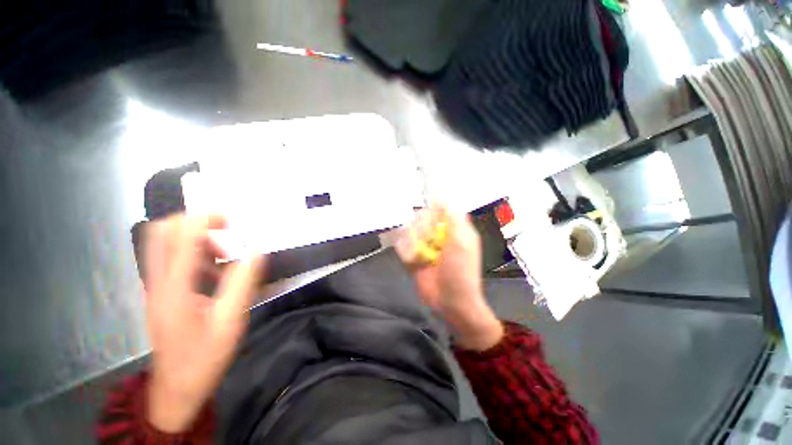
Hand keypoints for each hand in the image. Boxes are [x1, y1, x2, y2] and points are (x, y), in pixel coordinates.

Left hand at [144, 214, 264, 432]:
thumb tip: (256, 251)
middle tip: (223, 229)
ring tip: (223, 252)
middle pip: (160, 233)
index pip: (180, 238)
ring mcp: (156, 287)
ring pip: (164, 244)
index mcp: (174, 288)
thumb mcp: (231, 321)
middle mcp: (158, 282)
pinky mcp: (160, 293)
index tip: (230, 218)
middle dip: (192, 222)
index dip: (203, 220)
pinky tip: (214, 270)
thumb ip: (243, 283)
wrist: (176, 388)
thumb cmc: (204, 356)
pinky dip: (193, 253)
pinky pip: (170, 259)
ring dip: (194, 238)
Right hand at [396, 206, 503, 350]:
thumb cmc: (461, 272)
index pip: (441, 207)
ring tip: (420, 255)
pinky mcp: (415, 256)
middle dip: (422, 228)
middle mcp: (439, 234)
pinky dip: (406, 251)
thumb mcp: (462, 242)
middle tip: (427, 240)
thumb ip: (454, 218)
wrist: (450, 302)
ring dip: (413, 241)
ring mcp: (426, 245)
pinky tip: (413, 261)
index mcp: (454, 228)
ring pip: (410, 230)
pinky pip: (403, 245)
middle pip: (422, 217)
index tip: (430, 216)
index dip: (434, 209)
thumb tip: (445, 198)